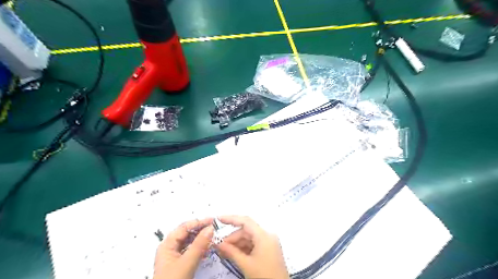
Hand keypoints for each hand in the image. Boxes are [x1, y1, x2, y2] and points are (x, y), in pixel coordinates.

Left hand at [155, 218, 215, 278]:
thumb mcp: (187, 263)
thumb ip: (199, 245)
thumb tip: (210, 228)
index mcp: (167, 245)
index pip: (184, 227)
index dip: (198, 222)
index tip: (213, 221)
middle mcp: (170, 248)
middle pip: (186, 233)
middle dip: (200, 230)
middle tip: (214, 228)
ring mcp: (174, 256)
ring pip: (189, 242)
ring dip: (201, 239)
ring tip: (213, 238)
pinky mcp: (179, 263)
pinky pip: (190, 250)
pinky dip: (199, 248)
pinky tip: (207, 249)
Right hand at [214, 216, 288, 278]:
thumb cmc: (264, 276)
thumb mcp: (245, 264)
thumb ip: (231, 252)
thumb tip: (218, 243)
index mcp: (264, 236)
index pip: (245, 221)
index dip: (231, 219)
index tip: (219, 219)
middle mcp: (267, 236)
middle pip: (246, 231)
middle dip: (232, 238)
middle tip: (219, 246)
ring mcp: (269, 242)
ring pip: (249, 238)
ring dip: (236, 244)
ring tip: (224, 252)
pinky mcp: (268, 249)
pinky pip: (253, 244)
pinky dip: (243, 248)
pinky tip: (234, 254)